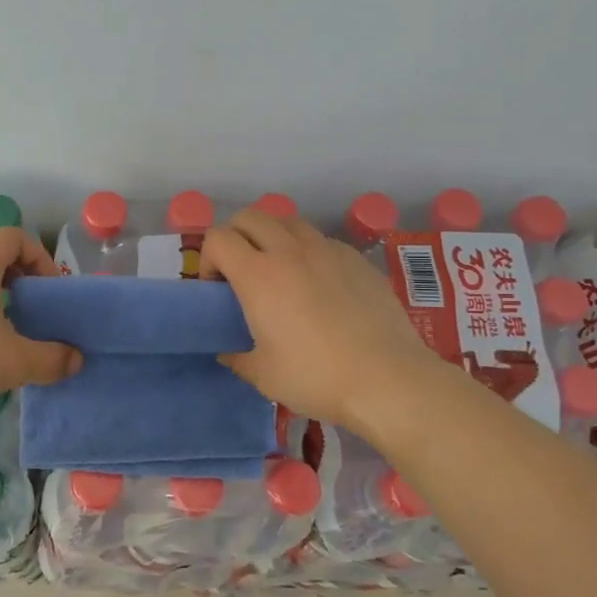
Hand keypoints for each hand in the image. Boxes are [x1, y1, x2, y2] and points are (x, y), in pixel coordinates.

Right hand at [200, 208, 444, 433]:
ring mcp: (327, 250)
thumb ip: (236, 356)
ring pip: (288, 221)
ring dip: (273, 237)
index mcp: (258, 275)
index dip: (208, 259)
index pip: (217, 238)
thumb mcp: (262, 375)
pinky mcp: (357, 259)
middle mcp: (290, 251)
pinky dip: (307, 250)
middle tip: (241, 272)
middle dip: (236, 237)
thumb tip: (228, 350)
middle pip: (250, 216)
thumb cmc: (316, 377)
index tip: (217, 289)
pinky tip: (318, 284)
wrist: (388, 380)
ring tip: (279, 271)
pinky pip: (321, 240)